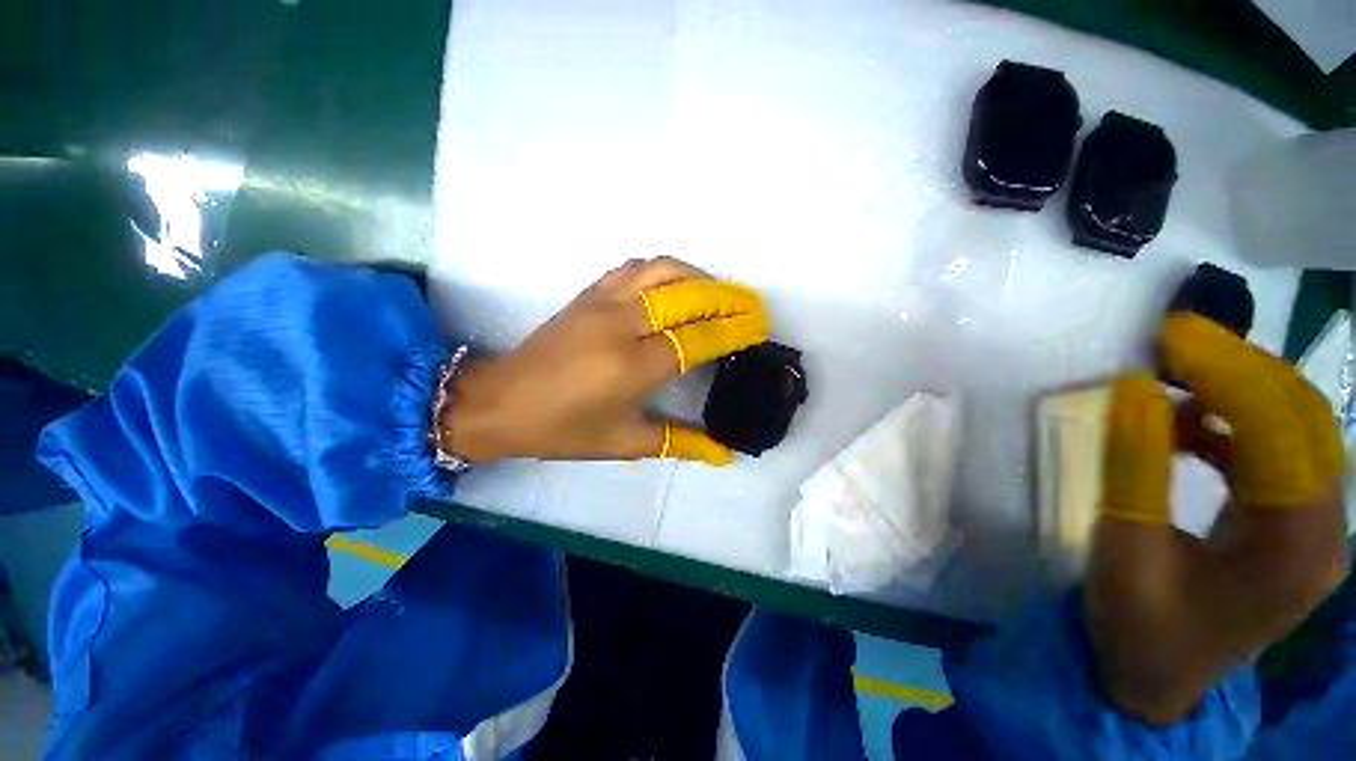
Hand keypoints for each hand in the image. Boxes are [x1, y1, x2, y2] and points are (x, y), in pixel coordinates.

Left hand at [437, 257, 768, 465]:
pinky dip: (665, 271)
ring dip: (699, 277)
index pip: (698, 339)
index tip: (759, 327)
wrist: (500, 403)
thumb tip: (725, 453)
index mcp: (632, 368)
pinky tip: (675, 287)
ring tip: (719, 295)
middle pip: (688, 296)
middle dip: (728, 298)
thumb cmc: (563, 430)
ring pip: (664, 271)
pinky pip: (636, 267)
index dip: (734, 330)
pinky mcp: (588, 292)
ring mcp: (603, 301)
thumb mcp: (624, 443)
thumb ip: (680, 443)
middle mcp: (621, 325)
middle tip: (752, 307)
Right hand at [1088, 313, 1348, 724]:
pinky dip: (1232, 422)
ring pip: (1297, 427)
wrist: (1157, 678)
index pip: (1281, 434)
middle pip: (1304, 419)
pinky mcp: (1293, 521)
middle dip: (1240, 368)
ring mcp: (1315, 526)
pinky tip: (1184, 423)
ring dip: (1238, 390)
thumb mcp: (1125, 549)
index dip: (1230, 374)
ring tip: (1173, 376)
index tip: (1171, 335)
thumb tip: (1134, 389)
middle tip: (1172, 342)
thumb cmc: (1139, 626)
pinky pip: (1277, 450)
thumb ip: (1134, 468)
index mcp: (1295, 549)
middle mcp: (1326, 529)